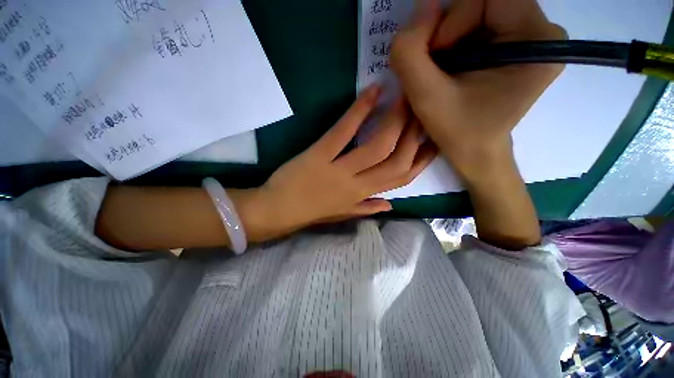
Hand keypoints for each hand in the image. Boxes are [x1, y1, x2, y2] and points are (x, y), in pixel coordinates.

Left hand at [241, 86, 436, 241]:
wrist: (278, 211)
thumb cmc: (311, 212)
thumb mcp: (342, 214)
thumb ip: (367, 209)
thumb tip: (391, 204)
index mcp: (362, 197)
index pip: (401, 180)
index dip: (421, 161)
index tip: (434, 141)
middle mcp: (357, 185)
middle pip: (396, 161)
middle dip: (415, 136)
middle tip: (423, 110)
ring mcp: (338, 170)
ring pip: (376, 146)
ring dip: (395, 120)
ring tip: (406, 97)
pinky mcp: (318, 155)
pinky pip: (343, 131)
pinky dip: (358, 111)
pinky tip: (372, 92)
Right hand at [391, 0, 565, 181]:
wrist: (475, 153)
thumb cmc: (458, 132)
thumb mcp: (426, 98)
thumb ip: (410, 55)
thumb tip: (419, 13)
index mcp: (536, 39)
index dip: (453, 20)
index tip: (436, 57)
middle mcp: (541, 32)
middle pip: (484, 3)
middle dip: (449, 30)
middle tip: (433, 65)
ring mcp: (530, 39)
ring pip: (478, 14)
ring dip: (449, 38)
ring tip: (440, 72)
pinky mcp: (516, 47)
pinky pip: (479, 27)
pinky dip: (455, 44)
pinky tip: (449, 70)